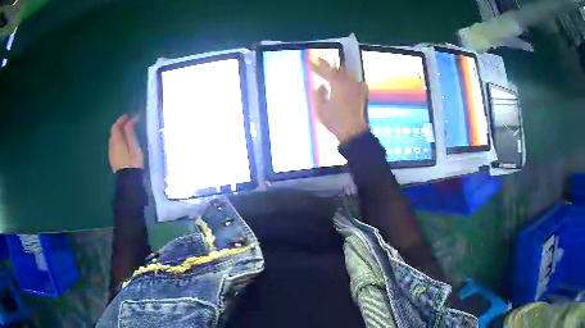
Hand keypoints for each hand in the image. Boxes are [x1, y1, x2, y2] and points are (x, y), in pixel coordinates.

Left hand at [109, 114, 143, 171]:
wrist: (129, 182)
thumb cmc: (133, 163)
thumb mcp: (134, 146)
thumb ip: (130, 133)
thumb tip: (130, 120)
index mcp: (116, 141)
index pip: (116, 126)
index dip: (121, 119)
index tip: (129, 115)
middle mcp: (112, 146)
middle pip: (113, 132)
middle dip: (120, 126)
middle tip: (129, 122)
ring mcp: (112, 154)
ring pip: (113, 140)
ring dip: (119, 134)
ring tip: (128, 132)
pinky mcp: (114, 161)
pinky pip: (115, 146)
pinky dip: (119, 141)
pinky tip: (125, 144)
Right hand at [310, 58, 368, 142]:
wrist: (353, 132)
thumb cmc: (335, 121)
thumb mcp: (321, 109)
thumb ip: (319, 95)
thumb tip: (320, 86)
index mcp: (337, 83)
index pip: (325, 69)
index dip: (316, 64)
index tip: (309, 60)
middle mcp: (349, 82)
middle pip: (337, 68)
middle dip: (327, 65)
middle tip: (319, 61)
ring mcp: (357, 87)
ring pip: (348, 73)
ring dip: (339, 70)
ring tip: (333, 70)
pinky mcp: (363, 94)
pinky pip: (356, 81)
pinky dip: (350, 79)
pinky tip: (349, 81)